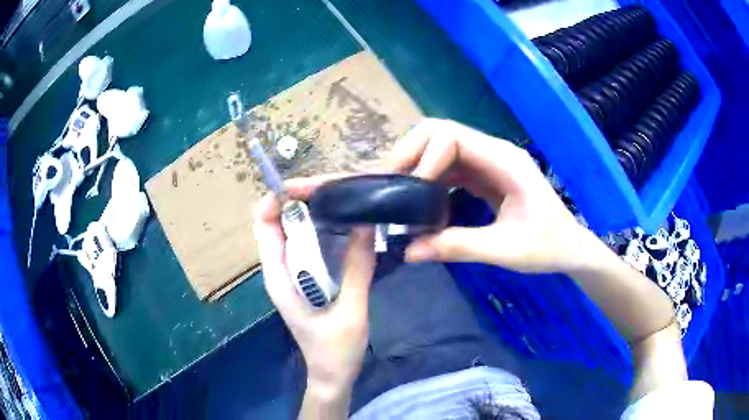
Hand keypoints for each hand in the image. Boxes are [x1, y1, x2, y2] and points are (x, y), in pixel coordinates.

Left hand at [253, 177, 374, 400]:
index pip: (265, 227)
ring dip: (311, 215)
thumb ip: (358, 270)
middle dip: (298, 202)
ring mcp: (293, 277)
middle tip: (332, 188)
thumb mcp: (351, 311)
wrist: (332, 376)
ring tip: (341, 199)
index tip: (304, 184)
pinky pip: (308, 248)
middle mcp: (280, 272)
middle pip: (278, 225)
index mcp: (280, 277)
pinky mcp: (306, 282)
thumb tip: (366, 225)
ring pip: (294, 235)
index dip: (276, 201)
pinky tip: (345, 227)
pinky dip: (320, 232)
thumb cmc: (335, 351)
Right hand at [386, 118, 595, 273]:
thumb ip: (457, 247)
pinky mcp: (485, 176)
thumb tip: (408, 251)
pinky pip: (450, 166)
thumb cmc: (548, 246)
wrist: (571, 248)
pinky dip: (430, 176)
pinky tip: (419, 197)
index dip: (424, 157)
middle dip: (411, 152)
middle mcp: (494, 152)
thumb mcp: (505, 249)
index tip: (408, 190)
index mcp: (504, 160)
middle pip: (441, 132)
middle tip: (388, 182)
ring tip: (395, 188)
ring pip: (442, 147)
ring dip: (417, 163)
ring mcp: (489, 162)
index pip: (452, 137)